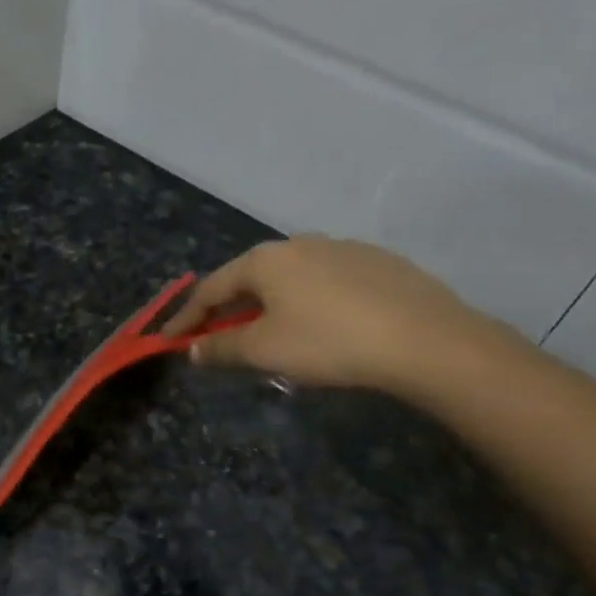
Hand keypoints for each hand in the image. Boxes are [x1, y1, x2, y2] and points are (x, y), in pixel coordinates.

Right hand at [160, 237, 491, 392]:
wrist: (426, 340)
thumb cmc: (329, 342)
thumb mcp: (265, 351)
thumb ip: (222, 348)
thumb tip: (193, 350)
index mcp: (265, 260)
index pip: (212, 288)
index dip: (188, 317)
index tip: (170, 339)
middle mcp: (300, 244)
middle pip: (250, 279)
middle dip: (229, 309)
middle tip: (217, 337)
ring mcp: (343, 248)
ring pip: (291, 279)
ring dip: (270, 306)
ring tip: (271, 335)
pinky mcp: (378, 263)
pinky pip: (326, 283)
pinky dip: (309, 303)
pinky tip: (323, 326)